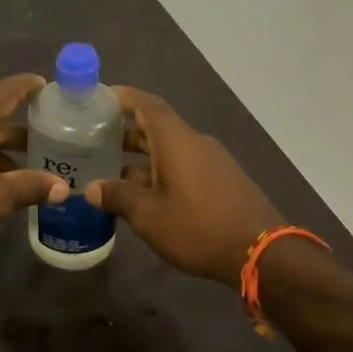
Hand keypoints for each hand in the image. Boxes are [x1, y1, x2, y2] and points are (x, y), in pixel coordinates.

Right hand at [86, 88, 282, 284]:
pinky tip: (142, 197)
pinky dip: (159, 173)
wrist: (261, 253)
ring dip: (140, 159)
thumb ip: (118, 197)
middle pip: (156, 127)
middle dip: (125, 133)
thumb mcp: (149, 215)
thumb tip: (91, 188)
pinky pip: (183, 167)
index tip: (98, 99)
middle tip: (93, 141)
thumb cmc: (198, 227)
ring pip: (169, 151)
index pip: (146, 105)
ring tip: (110, 174)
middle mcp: (195, 143)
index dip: (122, 98)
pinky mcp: (221, 182)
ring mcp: (211, 163)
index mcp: (176, 140)